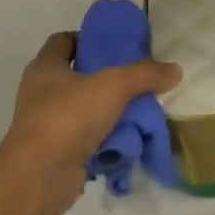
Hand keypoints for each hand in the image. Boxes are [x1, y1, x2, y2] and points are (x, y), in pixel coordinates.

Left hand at [0, 32, 181, 214]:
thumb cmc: (69, 117)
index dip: (88, 39)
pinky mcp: (56, 152)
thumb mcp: (114, 86)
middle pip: (77, 76)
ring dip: (109, 111)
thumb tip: (175, 70)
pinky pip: (86, 139)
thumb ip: (146, 74)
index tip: (116, 46)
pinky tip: (130, 139)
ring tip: (140, 110)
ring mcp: (46, 125)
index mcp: (45, 67)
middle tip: (137, 79)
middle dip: (107, 78)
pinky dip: (105, 139)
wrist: (39, 176)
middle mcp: (41, 93)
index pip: (63, 41)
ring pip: (83, 109)